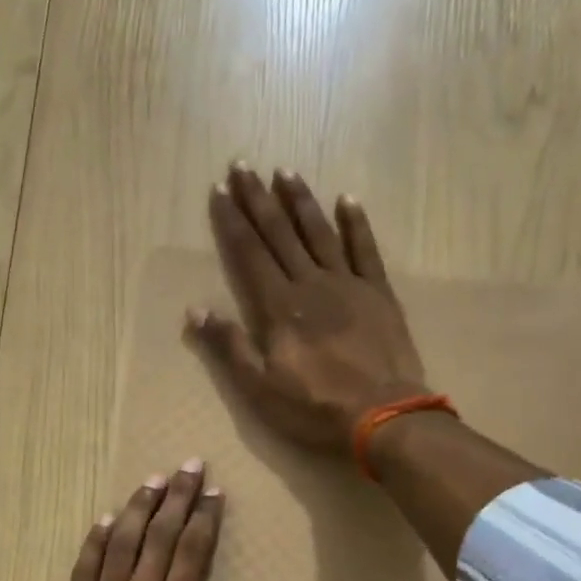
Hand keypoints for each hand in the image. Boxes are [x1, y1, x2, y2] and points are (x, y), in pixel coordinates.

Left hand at [43, 461, 225, 580]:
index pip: (191, 554)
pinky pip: (83, 572)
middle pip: (156, 538)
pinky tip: (107, 521)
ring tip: (151, 481)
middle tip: (188, 466)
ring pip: (118, 546)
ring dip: (136, 509)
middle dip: (175, 498)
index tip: (213, 491)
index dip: (203, 519)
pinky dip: (95, 543)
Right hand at [189, 163, 429, 456]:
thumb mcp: (259, 388)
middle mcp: (311, 284)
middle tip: (242, 165)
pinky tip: (347, 199)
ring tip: (284, 172)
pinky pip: (365, 249)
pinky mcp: (378, 294)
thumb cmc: (314, 407)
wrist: (383, 416)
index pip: (249, 253)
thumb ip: (229, 346)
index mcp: (279, 307)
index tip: (219, 189)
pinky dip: (356, 223)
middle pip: (279, 234)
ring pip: (319, 233)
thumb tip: (196, 309)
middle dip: (257, 199)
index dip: (232, 221)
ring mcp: (348, 285)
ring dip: (300, 201)